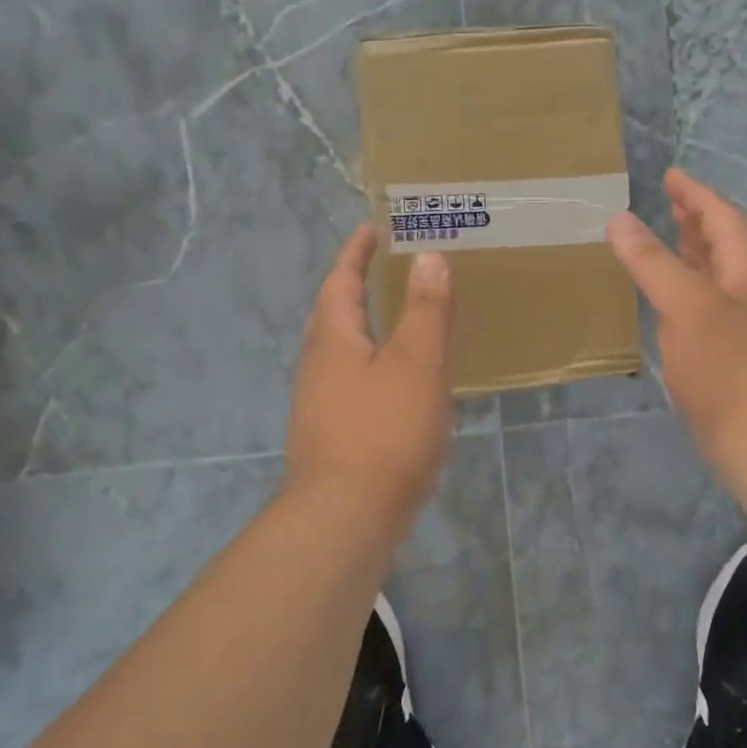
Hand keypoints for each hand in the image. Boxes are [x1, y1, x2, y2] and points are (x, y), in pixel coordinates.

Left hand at [286, 225, 454, 519]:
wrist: (347, 517)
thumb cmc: (385, 431)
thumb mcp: (416, 363)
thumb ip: (425, 310)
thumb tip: (428, 256)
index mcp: (333, 339)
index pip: (340, 281)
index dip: (356, 253)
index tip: (372, 230)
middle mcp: (318, 366)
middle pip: (332, 314)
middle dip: (354, 287)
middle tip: (384, 270)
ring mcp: (319, 403)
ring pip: (340, 351)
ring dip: (363, 327)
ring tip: (396, 320)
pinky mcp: (332, 435)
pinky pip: (350, 381)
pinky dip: (372, 364)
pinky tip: (396, 383)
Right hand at [607, 169, 746, 451]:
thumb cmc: (726, 363)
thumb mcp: (685, 304)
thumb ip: (652, 261)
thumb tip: (620, 219)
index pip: (721, 217)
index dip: (695, 194)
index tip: (671, 176)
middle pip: (724, 244)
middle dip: (696, 221)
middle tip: (669, 204)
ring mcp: (744, 324)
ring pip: (716, 276)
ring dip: (692, 255)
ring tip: (667, 242)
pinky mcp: (732, 354)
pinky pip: (706, 306)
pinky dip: (686, 291)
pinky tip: (668, 302)